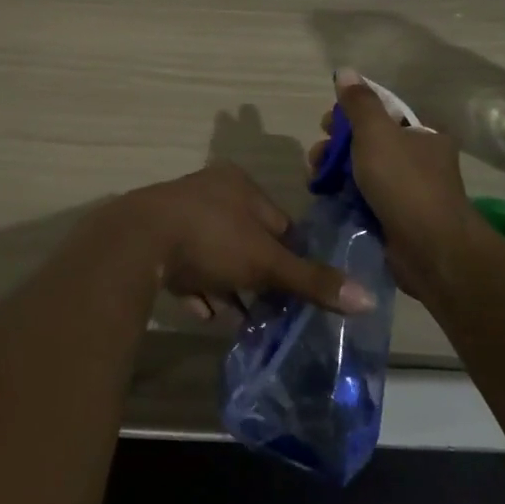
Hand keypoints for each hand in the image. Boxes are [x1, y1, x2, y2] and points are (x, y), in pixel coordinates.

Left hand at [107, 163, 375, 320]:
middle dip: (258, 276)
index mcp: (238, 184)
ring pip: (216, 254)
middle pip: (247, 239)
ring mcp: (179, 213)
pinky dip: (200, 289)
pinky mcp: (156, 238)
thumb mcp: (266, 262)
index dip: (292, 258)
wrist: (138, 241)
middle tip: (271, 310)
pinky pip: (187, 266)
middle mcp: (209, 191)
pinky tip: (207, 313)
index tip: (299, 292)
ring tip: (242, 319)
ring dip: (229, 286)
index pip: (279, 222)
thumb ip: (311, 279)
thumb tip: (366, 298)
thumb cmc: (211, 239)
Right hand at [308, 69, 477, 293]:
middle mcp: (420, 159)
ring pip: (364, 171)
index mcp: (423, 134)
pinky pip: (365, 199)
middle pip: (369, 142)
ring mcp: (410, 191)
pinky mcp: (398, 219)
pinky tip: (328, 198)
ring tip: (315, 180)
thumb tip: (345, 71)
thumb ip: (358, 103)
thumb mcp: (376, 133)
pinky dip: (346, 196)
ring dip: (336, 171)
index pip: (382, 113)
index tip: (326, 124)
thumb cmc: (404, 183)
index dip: (350, 114)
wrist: (431, 250)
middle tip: (317, 155)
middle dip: (337, 145)